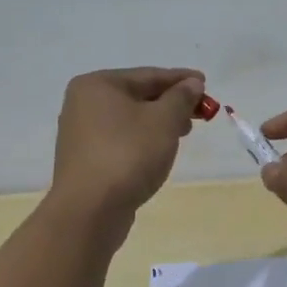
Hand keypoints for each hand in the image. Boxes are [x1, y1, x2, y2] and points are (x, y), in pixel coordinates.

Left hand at [50, 67, 203, 220]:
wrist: (90, 210)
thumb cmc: (128, 154)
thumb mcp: (164, 120)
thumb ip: (181, 97)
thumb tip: (192, 83)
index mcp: (98, 85)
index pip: (148, 75)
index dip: (180, 79)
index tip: (205, 83)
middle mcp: (83, 103)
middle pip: (137, 96)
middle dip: (170, 103)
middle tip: (199, 113)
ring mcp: (81, 133)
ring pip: (129, 119)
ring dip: (158, 123)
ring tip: (182, 134)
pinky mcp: (85, 159)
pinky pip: (120, 140)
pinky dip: (142, 140)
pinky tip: (158, 152)